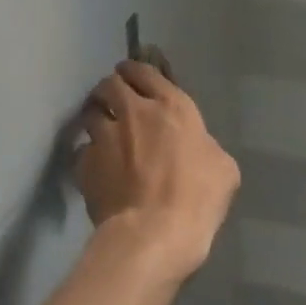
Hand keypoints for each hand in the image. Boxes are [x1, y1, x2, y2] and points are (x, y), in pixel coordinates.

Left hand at [77, 61, 240, 283]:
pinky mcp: (85, 164)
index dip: (136, 72)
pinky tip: (96, 166)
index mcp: (171, 105)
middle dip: (111, 88)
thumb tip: (195, 148)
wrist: (154, 233)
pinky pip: (82, 150)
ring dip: (95, 116)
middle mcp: (133, 112)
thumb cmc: (197, 197)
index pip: (144, 71)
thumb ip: (205, 146)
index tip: (134, 78)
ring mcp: (104, 136)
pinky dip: (88, 154)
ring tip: (101, 129)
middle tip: (114, 100)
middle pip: (110, 83)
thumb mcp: (223, 167)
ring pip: (89, 112)